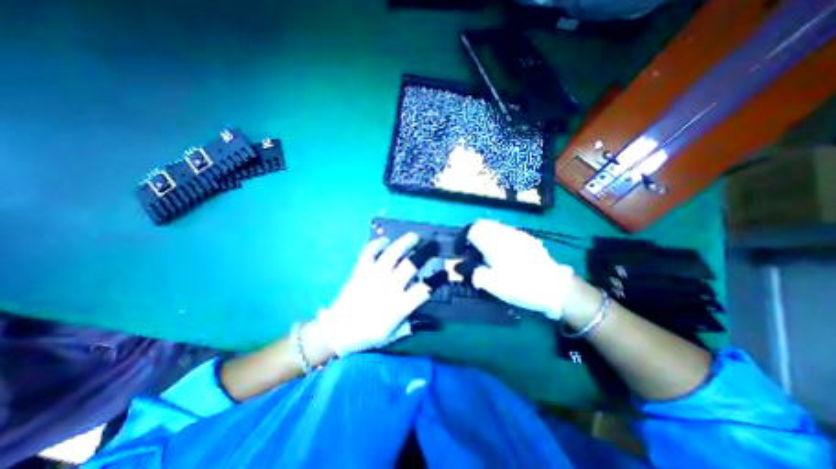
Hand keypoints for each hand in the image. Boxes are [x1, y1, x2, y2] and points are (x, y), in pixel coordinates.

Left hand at [316, 232, 438, 356]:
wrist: (337, 330)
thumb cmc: (367, 334)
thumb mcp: (393, 335)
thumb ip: (411, 324)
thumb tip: (429, 319)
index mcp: (398, 305)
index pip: (424, 289)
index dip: (437, 279)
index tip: (444, 272)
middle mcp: (388, 287)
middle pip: (410, 265)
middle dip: (425, 252)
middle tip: (432, 245)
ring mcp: (373, 276)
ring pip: (392, 253)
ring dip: (404, 242)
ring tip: (414, 236)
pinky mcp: (360, 270)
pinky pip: (368, 252)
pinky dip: (376, 244)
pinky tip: (385, 240)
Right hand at [463, 219, 575, 322]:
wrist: (556, 288)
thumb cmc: (521, 286)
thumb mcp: (493, 285)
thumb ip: (474, 273)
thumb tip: (461, 267)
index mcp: (494, 242)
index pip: (472, 229)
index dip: (463, 239)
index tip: (461, 252)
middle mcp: (505, 233)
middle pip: (483, 225)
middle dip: (473, 235)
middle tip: (472, 252)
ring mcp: (518, 235)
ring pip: (495, 227)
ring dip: (486, 236)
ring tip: (487, 254)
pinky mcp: (528, 239)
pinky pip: (507, 232)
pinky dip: (498, 238)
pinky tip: (504, 254)